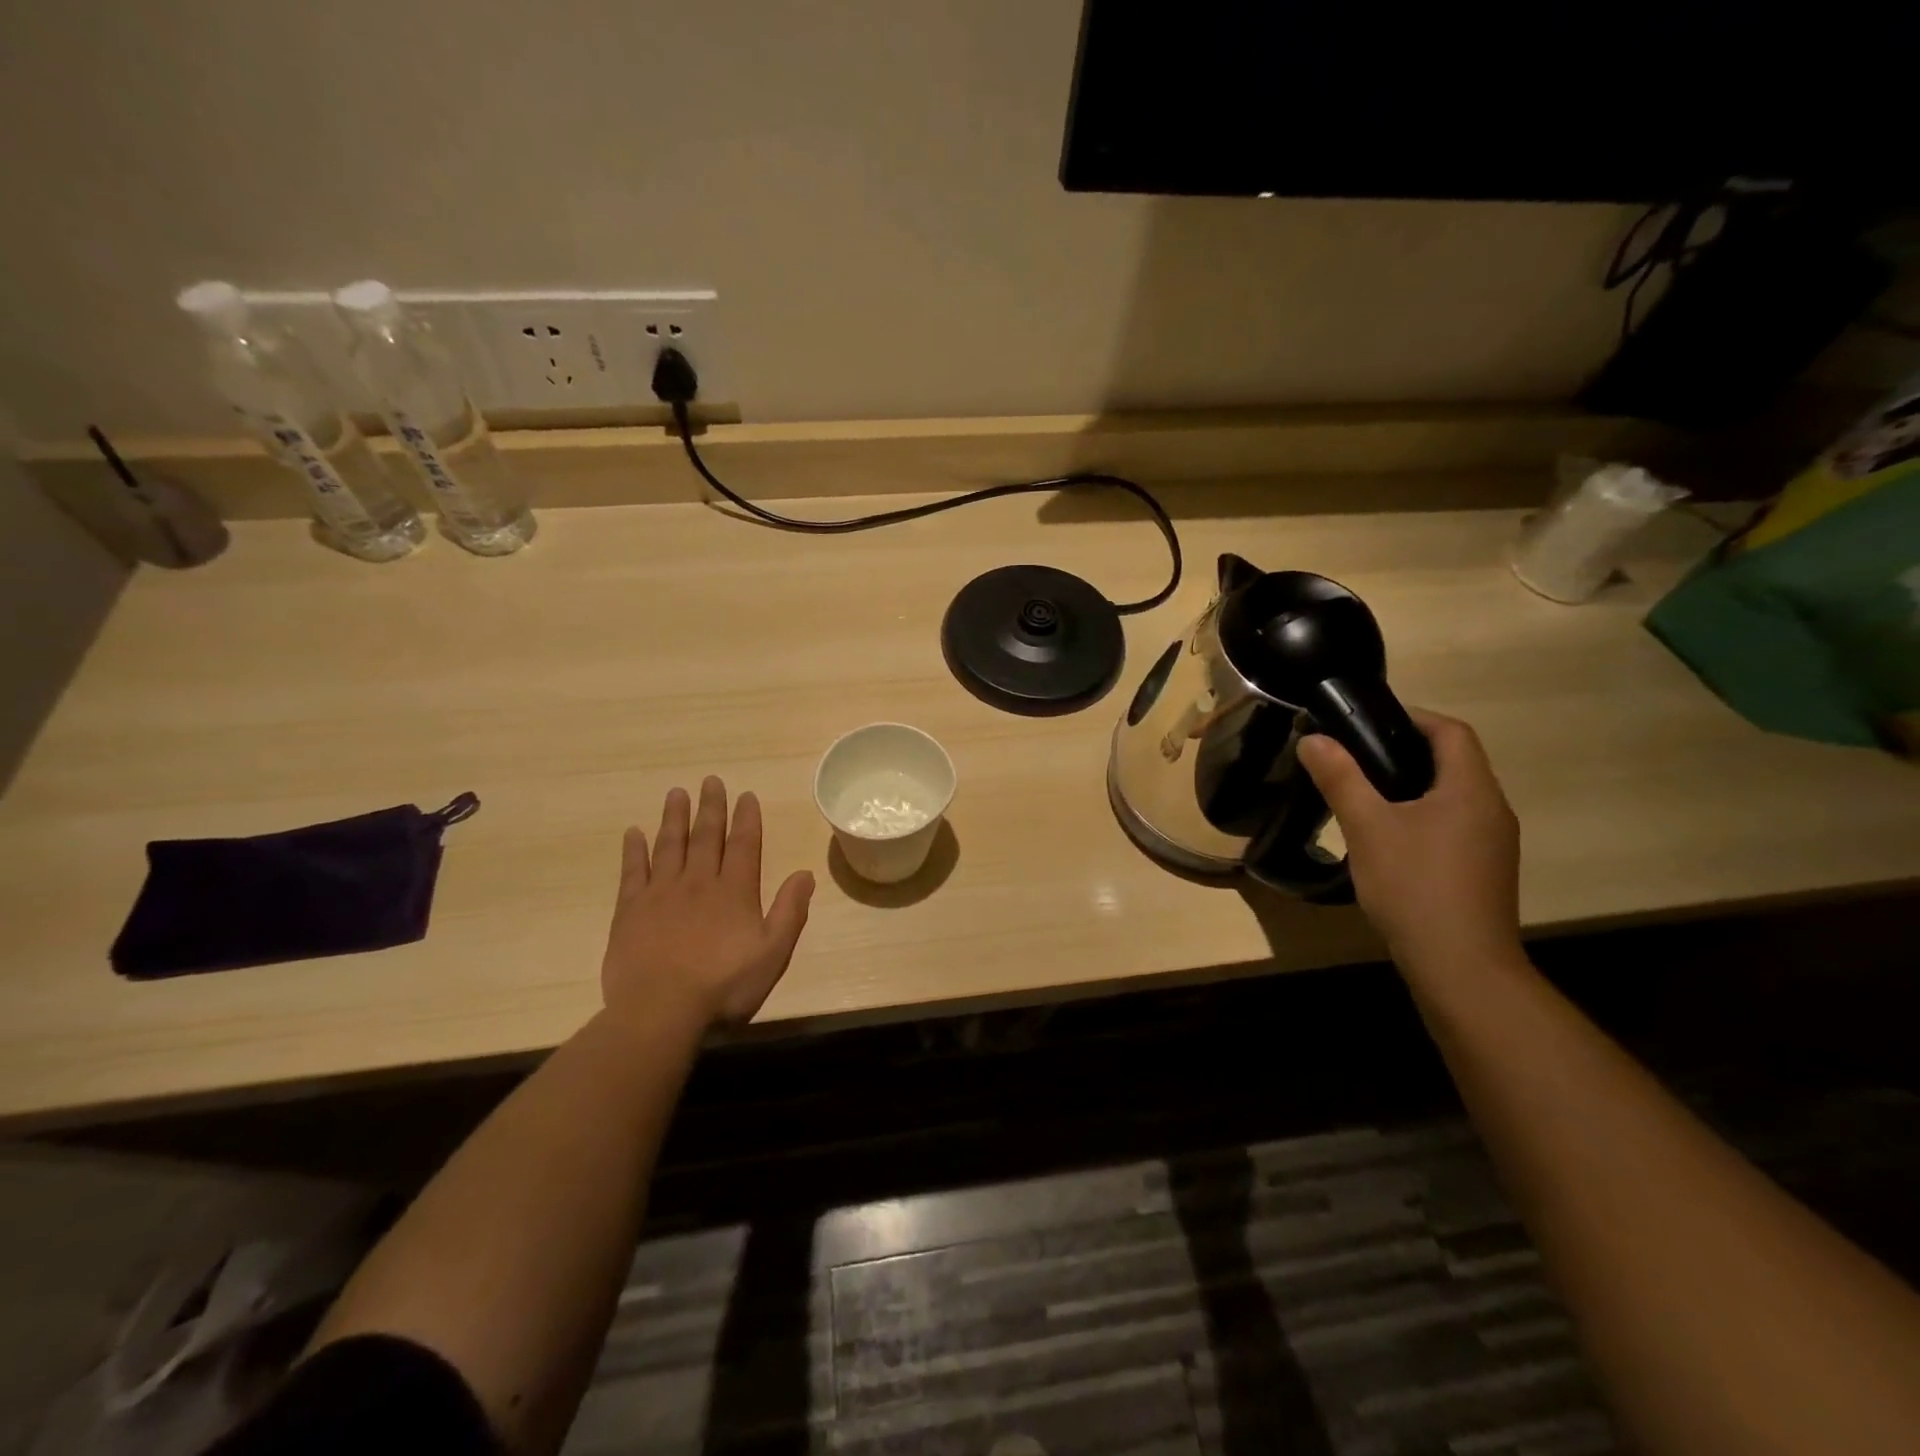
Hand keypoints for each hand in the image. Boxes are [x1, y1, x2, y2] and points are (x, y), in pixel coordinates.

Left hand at [602, 777, 814, 1029]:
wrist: (660, 1011)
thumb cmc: (724, 985)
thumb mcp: (773, 953)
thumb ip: (790, 912)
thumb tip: (805, 874)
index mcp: (735, 891)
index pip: (743, 845)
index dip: (746, 818)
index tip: (746, 795)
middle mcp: (699, 882)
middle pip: (706, 836)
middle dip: (711, 807)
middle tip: (710, 780)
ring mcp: (661, 893)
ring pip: (670, 845)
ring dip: (675, 818)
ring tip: (676, 793)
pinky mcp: (630, 910)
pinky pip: (633, 871)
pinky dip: (634, 850)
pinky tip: (634, 833)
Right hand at [1299, 710, 1522, 974]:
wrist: (1460, 966)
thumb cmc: (1415, 886)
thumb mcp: (1367, 827)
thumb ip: (1340, 778)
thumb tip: (1313, 739)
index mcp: (1471, 789)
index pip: (1451, 732)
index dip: (1411, 717)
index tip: (1365, 720)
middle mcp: (1492, 809)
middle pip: (1453, 761)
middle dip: (1405, 749)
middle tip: (1354, 754)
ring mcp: (1493, 843)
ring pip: (1452, 795)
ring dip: (1412, 784)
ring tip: (1362, 790)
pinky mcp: (1483, 870)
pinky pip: (1453, 824)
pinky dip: (1421, 814)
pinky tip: (1387, 836)